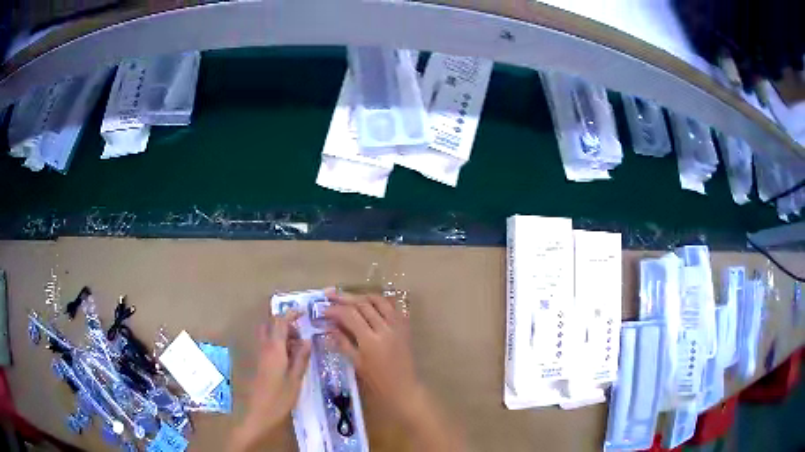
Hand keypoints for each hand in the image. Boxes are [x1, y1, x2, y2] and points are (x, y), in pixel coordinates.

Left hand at [230, 311, 310, 451]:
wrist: (258, 413)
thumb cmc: (279, 398)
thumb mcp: (295, 379)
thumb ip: (301, 358)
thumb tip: (307, 340)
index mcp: (274, 349)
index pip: (280, 322)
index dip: (291, 314)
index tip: (303, 312)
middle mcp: (264, 347)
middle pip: (271, 324)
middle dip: (285, 324)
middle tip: (301, 335)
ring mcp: (259, 355)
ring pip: (268, 334)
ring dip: (282, 334)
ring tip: (298, 349)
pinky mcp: (258, 363)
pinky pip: (267, 345)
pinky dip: (278, 344)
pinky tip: (289, 359)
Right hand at [323, 290, 422, 421]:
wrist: (404, 387)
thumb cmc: (377, 381)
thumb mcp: (357, 363)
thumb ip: (343, 343)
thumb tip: (329, 327)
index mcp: (371, 341)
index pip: (350, 316)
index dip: (335, 310)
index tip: (323, 309)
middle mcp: (385, 329)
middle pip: (363, 304)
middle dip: (345, 298)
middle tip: (330, 295)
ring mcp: (397, 326)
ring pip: (379, 301)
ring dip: (362, 296)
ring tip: (349, 297)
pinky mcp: (405, 326)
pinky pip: (393, 307)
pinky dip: (380, 302)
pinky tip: (370, 303)